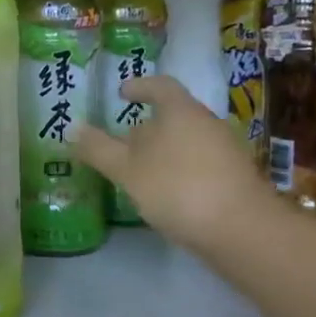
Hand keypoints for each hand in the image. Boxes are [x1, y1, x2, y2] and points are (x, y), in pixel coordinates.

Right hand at [73, 75, 265, 256]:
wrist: (243, 230)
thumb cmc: (178, 188)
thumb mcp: (127, 170)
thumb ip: (99, 149)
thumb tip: (73, 128)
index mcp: (181, 111)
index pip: (160, 86)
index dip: (140, 87)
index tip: (122, 93)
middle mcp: (207, 123)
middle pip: (173, 115)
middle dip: (146, 127)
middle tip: (121, 143)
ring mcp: (226, 151)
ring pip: (186, 141)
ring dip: (162, 151)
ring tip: (139, 172)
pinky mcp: (235, 178)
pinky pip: (199, 163)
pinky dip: (178, 170)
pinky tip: (166, 193)